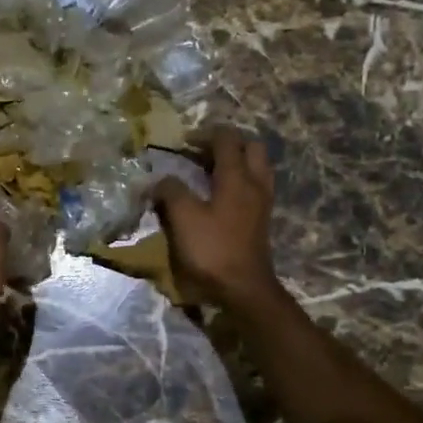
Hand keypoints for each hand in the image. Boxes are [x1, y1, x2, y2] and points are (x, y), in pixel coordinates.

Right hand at [152, 127, 280, 309]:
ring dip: (235, 163)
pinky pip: (254, 187)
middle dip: (226, 144)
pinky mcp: (261, 220)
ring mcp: (262, 202)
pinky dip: (238, 182)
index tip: (182, 143)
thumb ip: (171, 191)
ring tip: (208, 173)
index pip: (226, 138)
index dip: (203, 134)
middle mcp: (255, 183)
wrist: (243, 289)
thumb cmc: (212, 249)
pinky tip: (218, 196)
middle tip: (201, 154)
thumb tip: (160, 180)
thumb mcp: (183, 217)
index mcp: (237, 177)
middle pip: (250, 147)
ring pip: (256, 167)